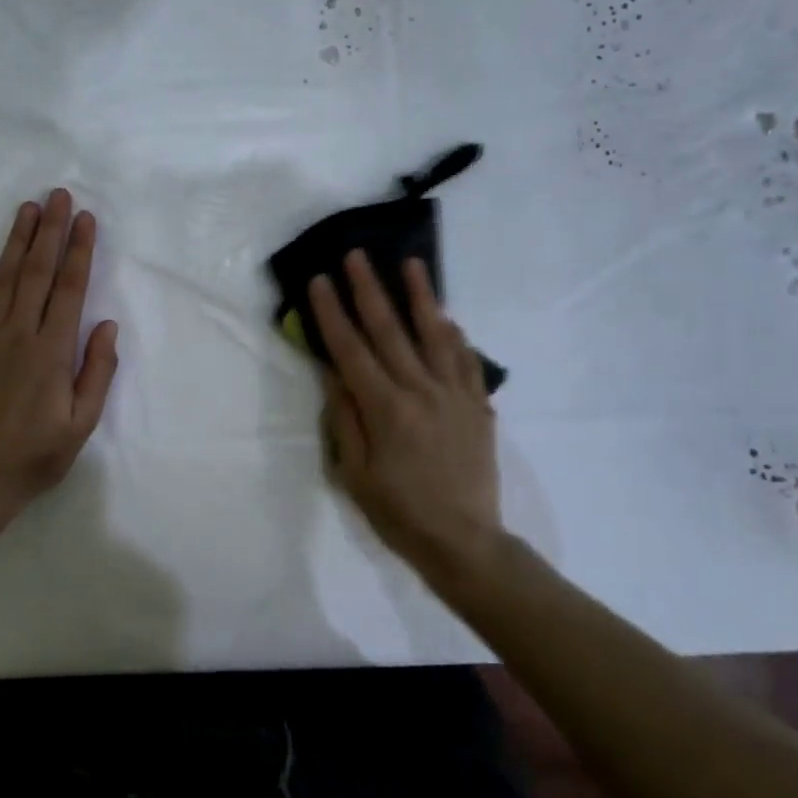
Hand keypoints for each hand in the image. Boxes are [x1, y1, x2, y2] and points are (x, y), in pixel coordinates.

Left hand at [0, 189, 118, 516]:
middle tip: (58, 195)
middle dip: (51, 231)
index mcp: (53, 351)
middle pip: (38, 273)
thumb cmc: (35, 455)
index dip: (80, 251)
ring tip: (28, 209)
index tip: (85, 219)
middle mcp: (19, 334)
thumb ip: (97, 371)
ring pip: (4, 279)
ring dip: (17, 241)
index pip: (70, 289)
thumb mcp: (81, 423)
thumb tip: (107, 324)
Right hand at [308, 252, 503, 581]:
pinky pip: (466, 360)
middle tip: (357, 256)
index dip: (332, 314)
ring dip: (421, 296)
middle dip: (370, 290)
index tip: (320, 280)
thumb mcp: (355, 473)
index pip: (351, 350)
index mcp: (385, 409)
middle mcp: (421, 392)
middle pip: (390, 331)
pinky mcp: (477, 406)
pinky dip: (455, 334)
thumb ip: (345, 419)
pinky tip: (447, 317)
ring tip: (412, 264)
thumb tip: (334, 373)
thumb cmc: (399, 512)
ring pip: (435, 334)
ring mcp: (454, 395)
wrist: (464, 541)